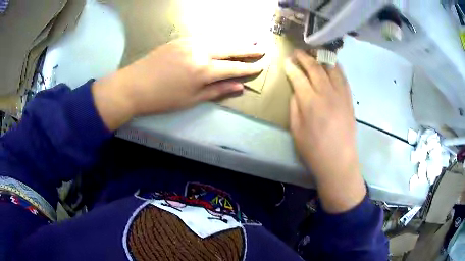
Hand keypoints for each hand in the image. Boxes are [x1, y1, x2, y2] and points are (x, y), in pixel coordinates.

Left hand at [92, 38, 263, 129]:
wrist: (133, 85)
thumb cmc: (162, 99)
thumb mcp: (191, 100)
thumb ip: (217, 91)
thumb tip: (239, 88)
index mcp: (203, 70)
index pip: (233, 68)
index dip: (248, 68)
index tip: (261, 66)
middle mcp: (200, 52)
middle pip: (230, 48)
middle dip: (248, 49)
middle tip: (262, 48)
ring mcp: (190, 42)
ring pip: (219, 39)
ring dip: (236, 40)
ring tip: (250, 40)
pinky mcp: (181, 39)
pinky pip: (206, 37)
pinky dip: (219, 39)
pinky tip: (225, 40)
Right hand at [284, 50, 365, 212]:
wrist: (339, 161)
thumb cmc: (313, 150)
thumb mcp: (295, 130)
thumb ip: (294, 107)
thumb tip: (296, 91)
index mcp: (310, 102)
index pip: (298, 77)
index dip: (291, 67)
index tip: (286, 61)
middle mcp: (326, 93)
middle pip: (315, 68)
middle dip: (304, 57)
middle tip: (297, 51)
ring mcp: (340, 95)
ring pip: (330, 69)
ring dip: (321, 58)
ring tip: (314, 53)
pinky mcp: (349, 100)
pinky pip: (343, 78)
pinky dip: (336, 68)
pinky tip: (332, 64)